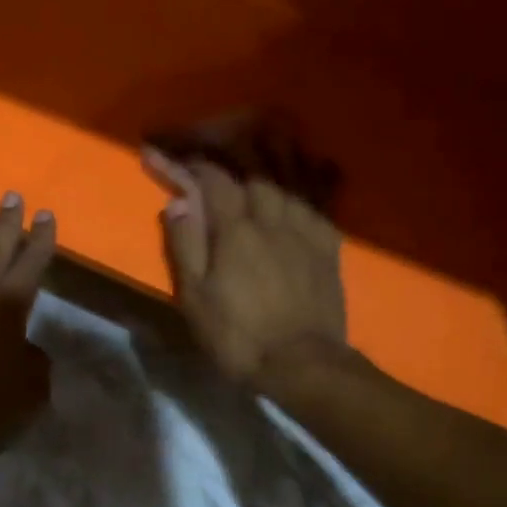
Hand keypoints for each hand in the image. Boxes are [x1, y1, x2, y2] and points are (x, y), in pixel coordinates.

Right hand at [145, 149, 346, 388]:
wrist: (304, 364)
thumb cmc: (240, 335)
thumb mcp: (196, 298)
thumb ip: (185, 246)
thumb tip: (178, 203)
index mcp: (236, 230)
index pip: (214, 180)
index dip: (194, 164)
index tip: (177, 157)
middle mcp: (272, 218)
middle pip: (254, 173)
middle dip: (235, 156)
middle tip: (222, 149)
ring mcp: (305, 230)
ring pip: (290, 181)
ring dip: (273, 161)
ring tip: (266, 143)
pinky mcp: (329, 246)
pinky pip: (318, 203)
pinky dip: (309, 186)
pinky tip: (306, 182)